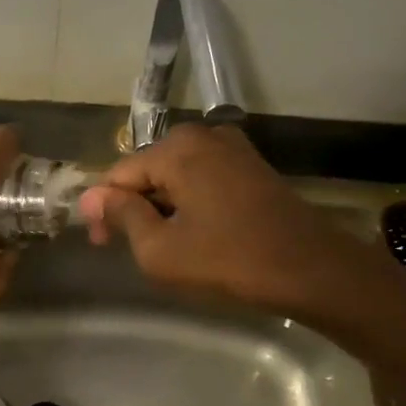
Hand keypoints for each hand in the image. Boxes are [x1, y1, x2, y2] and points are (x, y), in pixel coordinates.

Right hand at [77, 124, 377, 319]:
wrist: (312, 270)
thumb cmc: (229, 261)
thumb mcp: (160, 249)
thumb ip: (122, 216)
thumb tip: (93, 197)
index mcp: (176, 148)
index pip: (119, 174)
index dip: (103, 210)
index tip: (101, 244)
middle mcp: (203, 135)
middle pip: (147, 170)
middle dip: (133, 206)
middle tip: (129, 248)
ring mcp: (232, 147)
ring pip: (175, 175)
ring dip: (161, 206)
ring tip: (161, 245)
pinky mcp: (252, 165)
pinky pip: (202, 178)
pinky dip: (188, 202)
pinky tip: (192, 232)